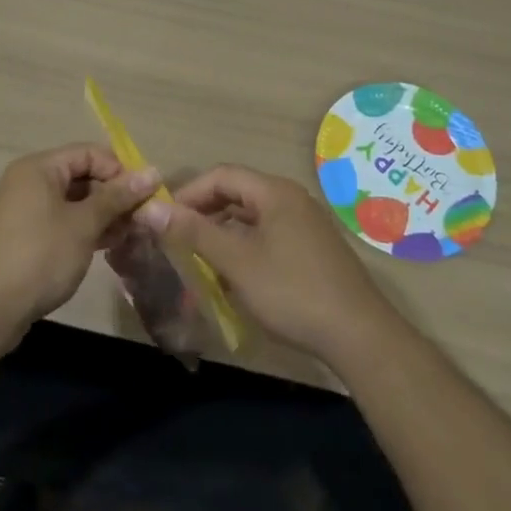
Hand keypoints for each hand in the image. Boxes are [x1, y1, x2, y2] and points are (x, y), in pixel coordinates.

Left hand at [0, 143, 160, 333]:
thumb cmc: (39, 256)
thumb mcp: (84, 225)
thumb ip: (117, 197)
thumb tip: (152, 172)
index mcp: (38, 168)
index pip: (88, 153)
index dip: (119, 170)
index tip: (145, 196)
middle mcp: (27, 182)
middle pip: (80, 176)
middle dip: (113, 195)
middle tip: (141, 219)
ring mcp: (22, 211)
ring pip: (71, 202)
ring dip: (101, 215)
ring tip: (129, 235)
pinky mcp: (21, 238)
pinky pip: (58, 222)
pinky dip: (82, 229)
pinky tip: (105, 246)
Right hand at [139, 164, 399, 363]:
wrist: (359, 335)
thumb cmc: (292, 291)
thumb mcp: (236, 262)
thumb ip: (194, 233)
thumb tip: (151, 209)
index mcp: (274, 192)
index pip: (221, 175)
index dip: (189, 193)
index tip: (164, 220)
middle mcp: (290, 199)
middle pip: (236, 195)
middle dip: (203, 216)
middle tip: (176, 242)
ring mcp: (304, 225)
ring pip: (251, 220)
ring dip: (222, 237)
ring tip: (198, 264)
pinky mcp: (312, 251)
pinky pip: (267, 238)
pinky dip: (243, 251)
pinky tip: (232, 281)